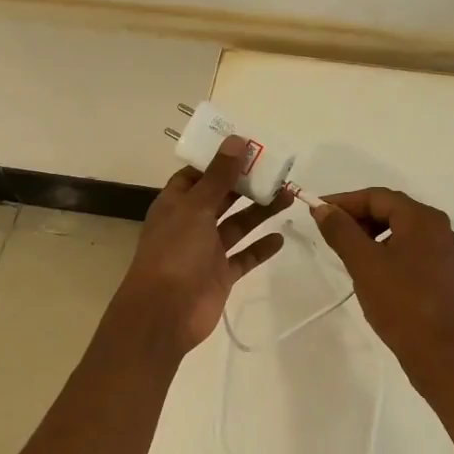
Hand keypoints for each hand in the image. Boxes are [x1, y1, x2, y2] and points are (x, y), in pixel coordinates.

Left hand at [110, 137, 291, 355]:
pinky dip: (261, 247)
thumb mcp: (196, 207)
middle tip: (277, 170)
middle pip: (222, 197)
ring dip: (260, 211)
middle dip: (246, 184)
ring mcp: (206, 250)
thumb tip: (236, 140)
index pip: (196, 175)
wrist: (165, 313)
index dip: (219, 161)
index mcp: (176, 204)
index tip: (247, 148)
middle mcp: (190, 224)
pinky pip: (245, 257)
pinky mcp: (221, 274)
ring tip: (288, 195)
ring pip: (237, 225)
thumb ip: (218, 176)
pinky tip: (281, 237)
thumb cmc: (175, 253)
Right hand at [311, 188, 453, 386]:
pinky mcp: (447, 274)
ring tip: (348, 255)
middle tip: (331, 234)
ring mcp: (446, 252)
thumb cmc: (401, 304)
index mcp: (422, 218)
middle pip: (392, 210)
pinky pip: (412, 250)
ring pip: (402, 231)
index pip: (377, 197)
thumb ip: (341, 231)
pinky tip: (373, 272)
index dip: (344, 202)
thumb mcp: (364, 264)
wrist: (442, 355)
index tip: (317, 212)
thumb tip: (323, 208)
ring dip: (372, 236)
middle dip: (358, 218)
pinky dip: (388, 251)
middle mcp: (439, 228)